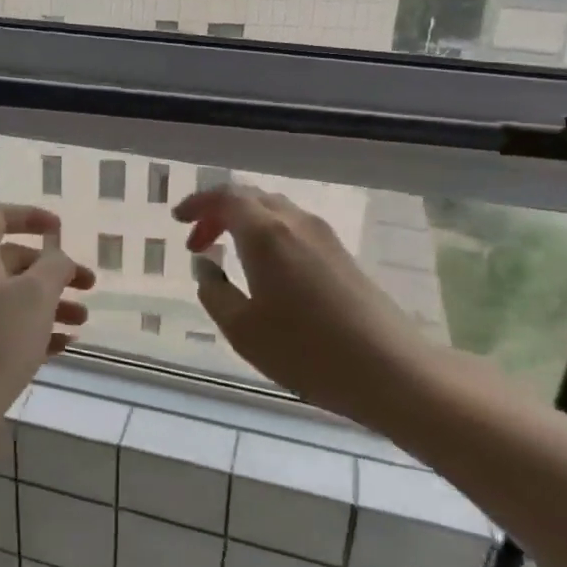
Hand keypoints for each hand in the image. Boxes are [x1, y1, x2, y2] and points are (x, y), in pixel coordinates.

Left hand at [0, 204, 93, 436]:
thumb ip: (55, 266)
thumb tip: (57, 258)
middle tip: (88, 286)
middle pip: (13, 259)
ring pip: (14, 295)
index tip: (60, 229)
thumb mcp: (37, 295)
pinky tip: (64, 344)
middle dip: (54, 270)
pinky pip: (7, 324)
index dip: (30, 216)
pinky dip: (35, 328)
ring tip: (82, 321)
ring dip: (51, 302)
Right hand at [174, 184, 448, 422]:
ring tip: (226, 252)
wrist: (389, 370)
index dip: (198, 203)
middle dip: (218, 212)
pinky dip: (267, 234)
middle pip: (251, 198)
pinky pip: (293, 227)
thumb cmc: (305, 351)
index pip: (225, 197)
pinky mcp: (341, 254)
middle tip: (197, 240)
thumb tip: (206, 266)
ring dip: (244, 222)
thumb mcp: (242, 329)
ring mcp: (323, 236)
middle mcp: (294, 223)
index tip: (177, 220)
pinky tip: (263, 268)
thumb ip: (214, 292)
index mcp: (265, 234)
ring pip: (274, 210)